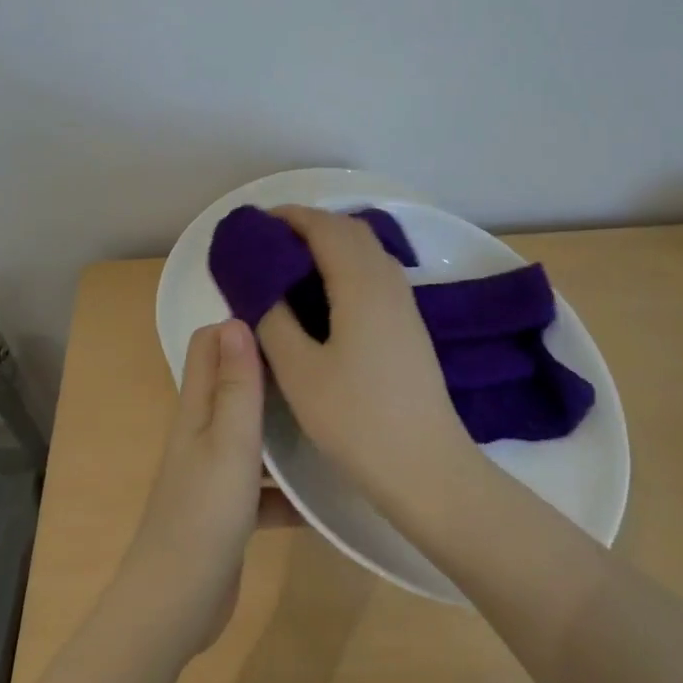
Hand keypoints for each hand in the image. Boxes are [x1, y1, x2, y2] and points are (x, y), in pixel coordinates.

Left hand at [116, 319, 294, 658]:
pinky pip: (265, 485)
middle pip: (235, 383)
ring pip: (254, 432)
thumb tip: (236, 318)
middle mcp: (203, 431)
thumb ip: (235, 384)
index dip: (240, 322)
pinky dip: (289, 487)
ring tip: (333, 411)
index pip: (209, 343)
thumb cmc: (203, 515)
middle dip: (272, 368)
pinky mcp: (229, 509)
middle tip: (321, 357)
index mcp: (197, 408)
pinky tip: (327, 492)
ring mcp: (215, 472)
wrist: (174, 609)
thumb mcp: (229, 443)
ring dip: (285, 425)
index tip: (288, 314)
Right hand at [256, 206, 481, 520]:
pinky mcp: (409, 321)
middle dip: (309, 225)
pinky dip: (346, 263)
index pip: (324, 227)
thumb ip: (274, 321)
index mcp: (361, 283)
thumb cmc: (358, 420)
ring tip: (292, 264)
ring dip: (330, 242)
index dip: (290, 217)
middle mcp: (387, 279)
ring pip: (366, 249)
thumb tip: (260, 288)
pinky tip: (326, 294)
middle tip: (269, 243)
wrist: (427, 465)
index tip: (256, 224)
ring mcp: (403, 300)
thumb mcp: (299, 373)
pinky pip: (375, 270)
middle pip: (349, 229)